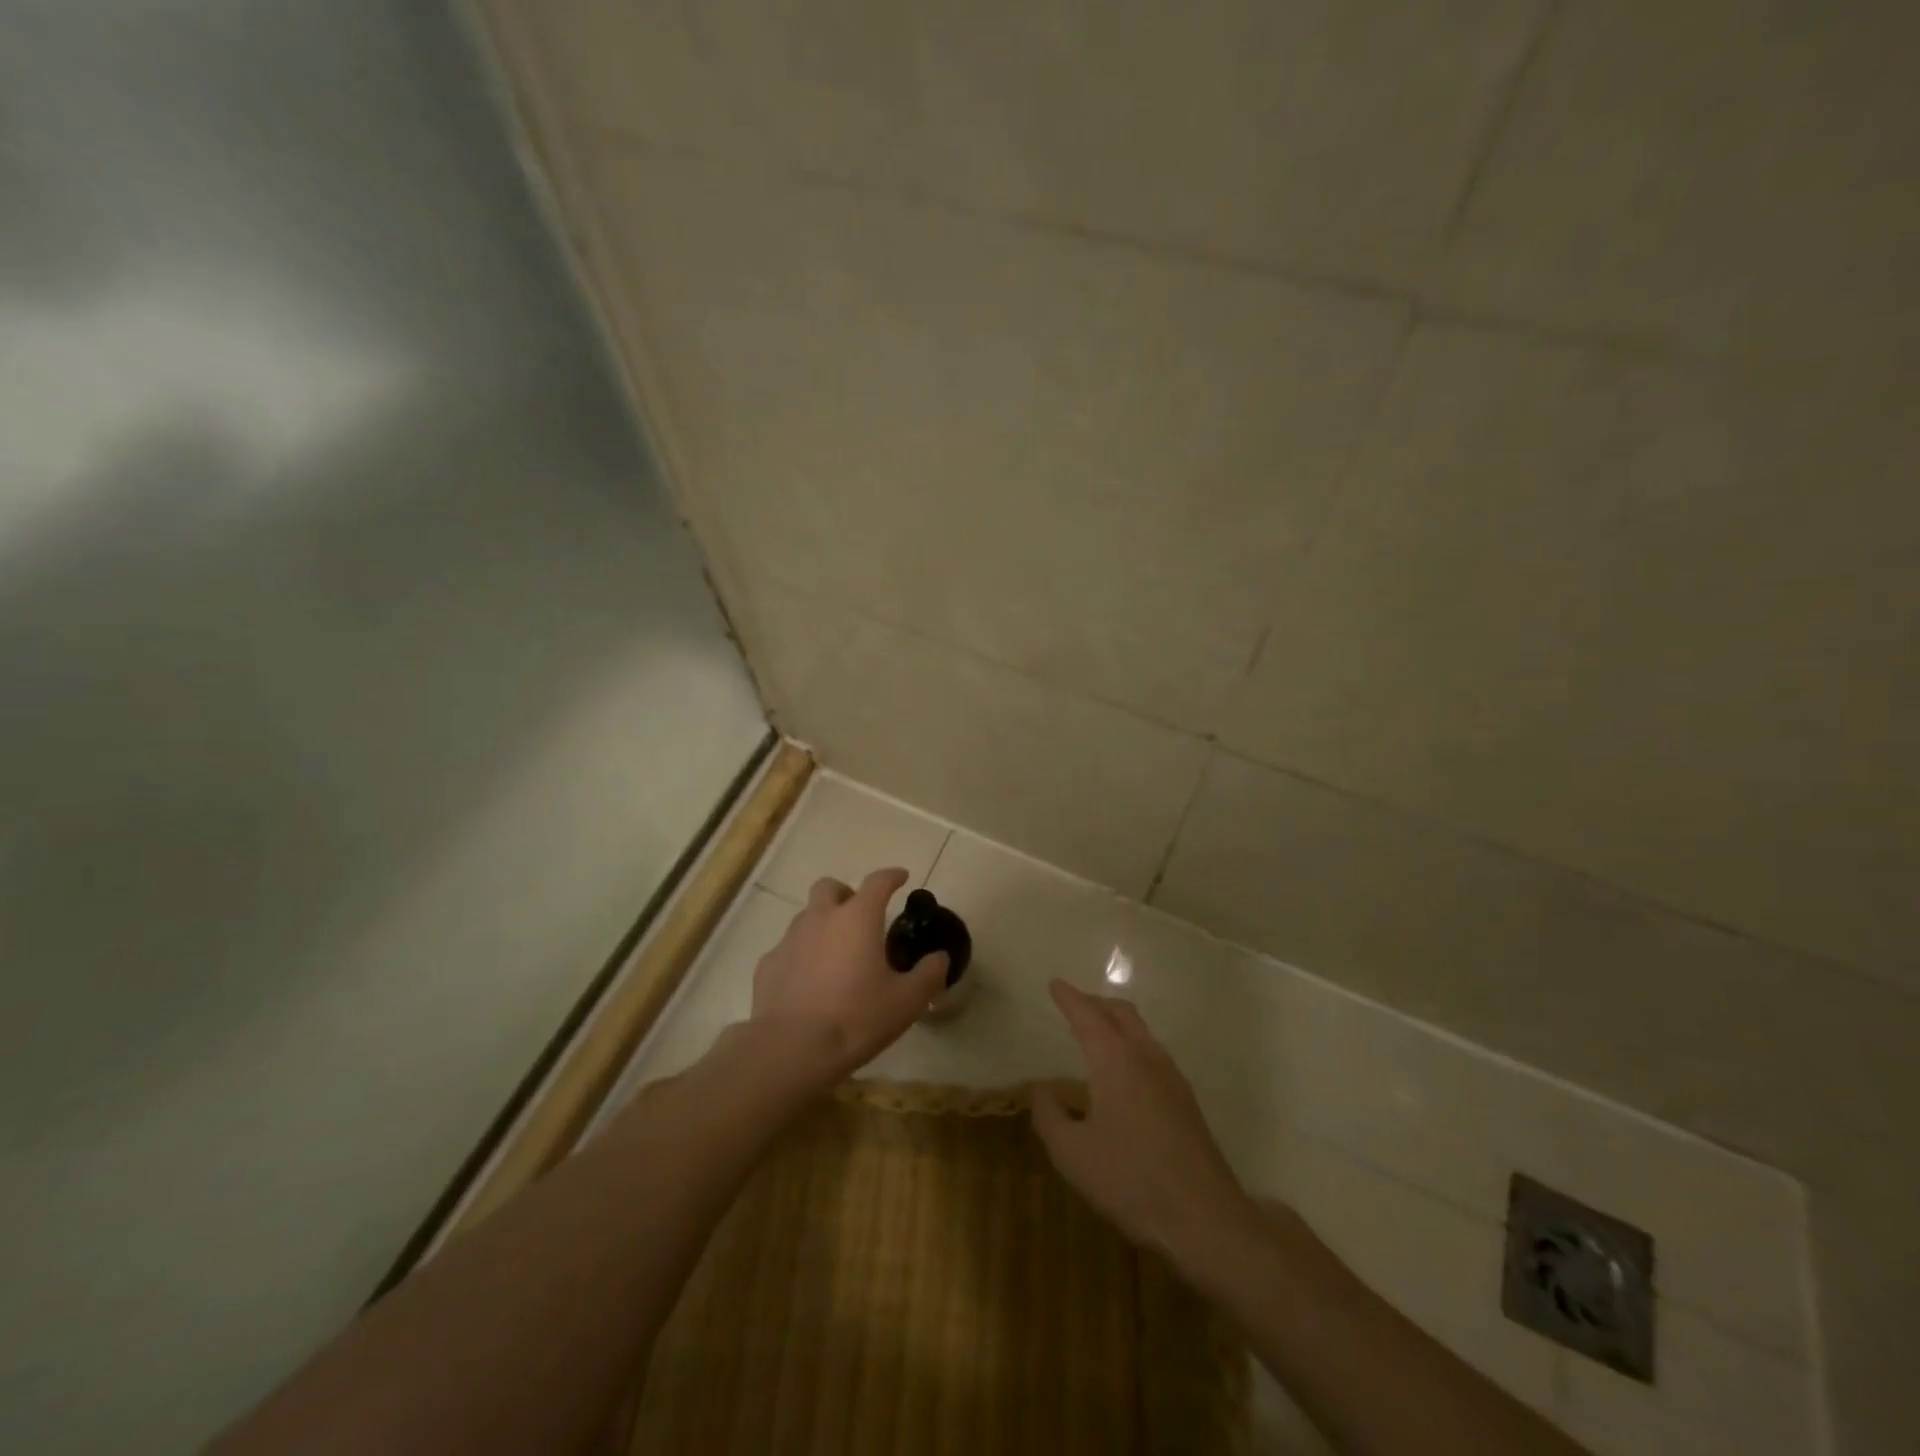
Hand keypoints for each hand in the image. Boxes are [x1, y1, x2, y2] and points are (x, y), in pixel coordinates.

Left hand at [749, 867, 948, 1087]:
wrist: (791, 1049)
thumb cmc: (856, 1018)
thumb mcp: (906, 1001)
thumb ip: (928, 975)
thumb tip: (939, 958)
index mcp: (857, 918)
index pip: (878, 882)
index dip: (892, 876)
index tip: (901, 877)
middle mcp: (821, 918)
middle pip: (829, 887)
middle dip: (846, 893)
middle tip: (860, 916)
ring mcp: (789, 940)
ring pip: (806, 916)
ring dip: (823, 925)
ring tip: (836, 955)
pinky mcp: (767, 965)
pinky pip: (787, 949)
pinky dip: (801, 956)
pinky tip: (809, 982)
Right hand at [1032, 980, 1255, 1263]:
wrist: (1204, 1219)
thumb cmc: (1130, 1181)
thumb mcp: (1072, 1154)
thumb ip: (1050, 1116)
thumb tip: (1042, 1090)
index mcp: (1115, 1060)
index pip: (1087, 1016)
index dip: (1069, 998)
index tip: (1055, 984)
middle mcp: (1146, 1057)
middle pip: (1121, 1013)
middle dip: (1096, 1003)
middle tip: (1075, 1004)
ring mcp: (1172, 1077)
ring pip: (1142, 1031)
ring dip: (1117, 1023)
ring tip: (1099, 1033)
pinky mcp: (1187, 1101)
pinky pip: (1154, 1053)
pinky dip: (1133, 1045)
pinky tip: (1127, 1072)